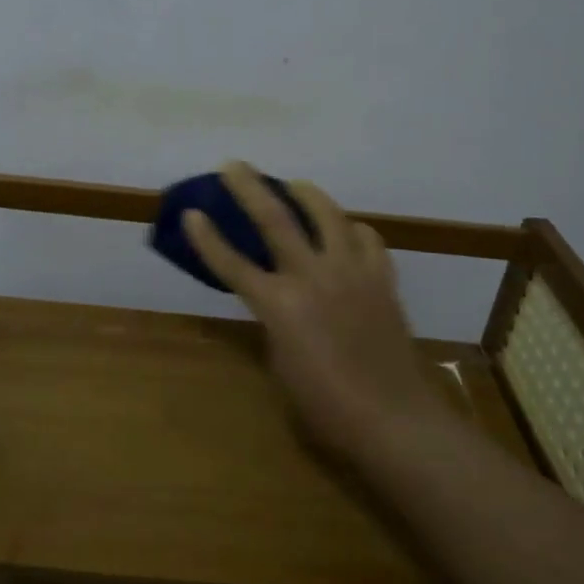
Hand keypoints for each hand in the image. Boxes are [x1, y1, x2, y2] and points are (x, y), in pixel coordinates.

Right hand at [183, 162, 451, 464]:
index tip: (191, 211)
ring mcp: (352, 273)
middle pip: (275, 219)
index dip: (207, 237)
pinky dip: (352, 230)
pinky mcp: (382, 279)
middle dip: (249, 188)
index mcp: (279, 305)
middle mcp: (313, 277)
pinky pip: (368, 239)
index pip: (232, 263)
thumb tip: (276, 302)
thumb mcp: (281, 363)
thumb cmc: (325, 405)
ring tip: (295, 186)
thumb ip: (274, 323)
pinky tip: (346, 232)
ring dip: (307, 194)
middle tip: (234, 165)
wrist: (392, 418)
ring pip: (328, 215)